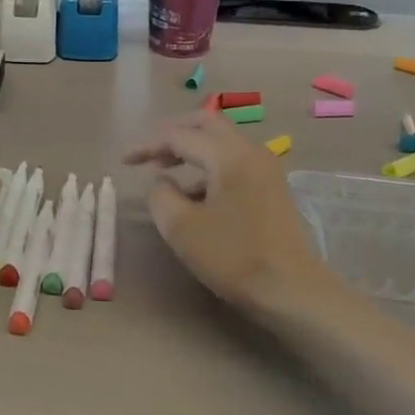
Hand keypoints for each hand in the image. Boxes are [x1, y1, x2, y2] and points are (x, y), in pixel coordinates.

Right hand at [124, 111, 329, 311]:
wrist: (292, 291)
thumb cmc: (233, 257)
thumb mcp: (181, 228)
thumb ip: (161, 195)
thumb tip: (161, 181)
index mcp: (228, 156)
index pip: (179, 136)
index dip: (146, 145)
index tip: (122, 162)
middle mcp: (250, 152)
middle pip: (206, 124)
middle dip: (172, 134)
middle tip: (148, 153)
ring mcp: (265, 169)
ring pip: (221, 142)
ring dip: (191, 151)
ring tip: (166, 176)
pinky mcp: (271, 187)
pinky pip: (233, 162)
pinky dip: (208, 168)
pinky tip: (194, 196)